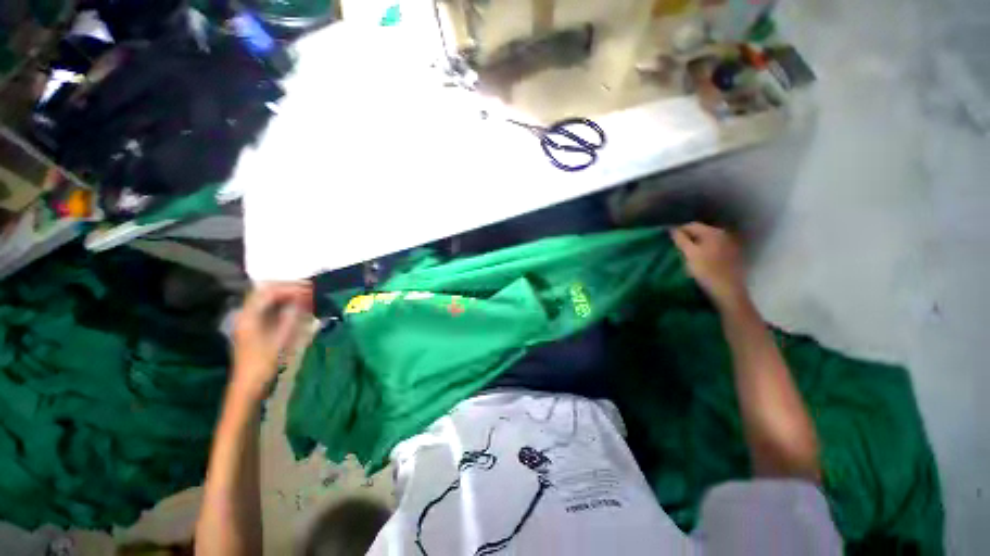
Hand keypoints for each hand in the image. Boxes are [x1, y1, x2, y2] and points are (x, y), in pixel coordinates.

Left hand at [231, 282, 312, 400]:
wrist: (249, 386)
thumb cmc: (264, 363)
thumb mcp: (282, 339)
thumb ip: (293, 316)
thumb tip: (305, 298)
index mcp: (250, 316)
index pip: (270, 291)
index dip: (292, 288)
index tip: (311, 290)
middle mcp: (247, 314)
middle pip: (267, 291)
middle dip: (290, 287)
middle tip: (311, 290)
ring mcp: (250, 320)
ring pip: (269, 299)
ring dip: (288, 295)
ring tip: (308, 297)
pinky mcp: (256, 327)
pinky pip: (271, 308)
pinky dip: (285, 304)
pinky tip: (298, 308)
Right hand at [671, 222, 748, 309]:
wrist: (728, 292)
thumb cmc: (706, 271)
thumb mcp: (689, 254)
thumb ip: (680, 240)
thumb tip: (672, 229)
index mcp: (713, 232)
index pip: (692, 225)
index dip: (678, 231)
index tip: (668, 239)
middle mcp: (724, 234)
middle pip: (701, 231)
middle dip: (688, 237)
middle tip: (676, 247)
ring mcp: (730, 244)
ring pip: (708, 239)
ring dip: (697, 243)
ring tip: (686, 254)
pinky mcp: (733, 255)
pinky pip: (715, 247)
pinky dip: (706, 249)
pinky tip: (700, 259)